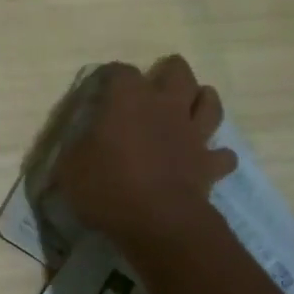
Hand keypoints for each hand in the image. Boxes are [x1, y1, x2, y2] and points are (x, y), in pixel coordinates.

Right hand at [52, 56, 237, 247]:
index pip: (121, 71)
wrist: (158, 222)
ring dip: (202, 101)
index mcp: (128, 101)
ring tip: (191, 106)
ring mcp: (193, 134)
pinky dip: (217, 156)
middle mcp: (165, 107)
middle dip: (168, 73)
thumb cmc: (108, 187)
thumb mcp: (70, 167)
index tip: (102, 87)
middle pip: (178, 72)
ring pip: (210, 103)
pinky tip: (207, 160)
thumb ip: (77, 148)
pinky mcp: (210, 164)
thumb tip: (82, 144)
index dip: (111, 76)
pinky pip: (223, 155)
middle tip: (155, 86)